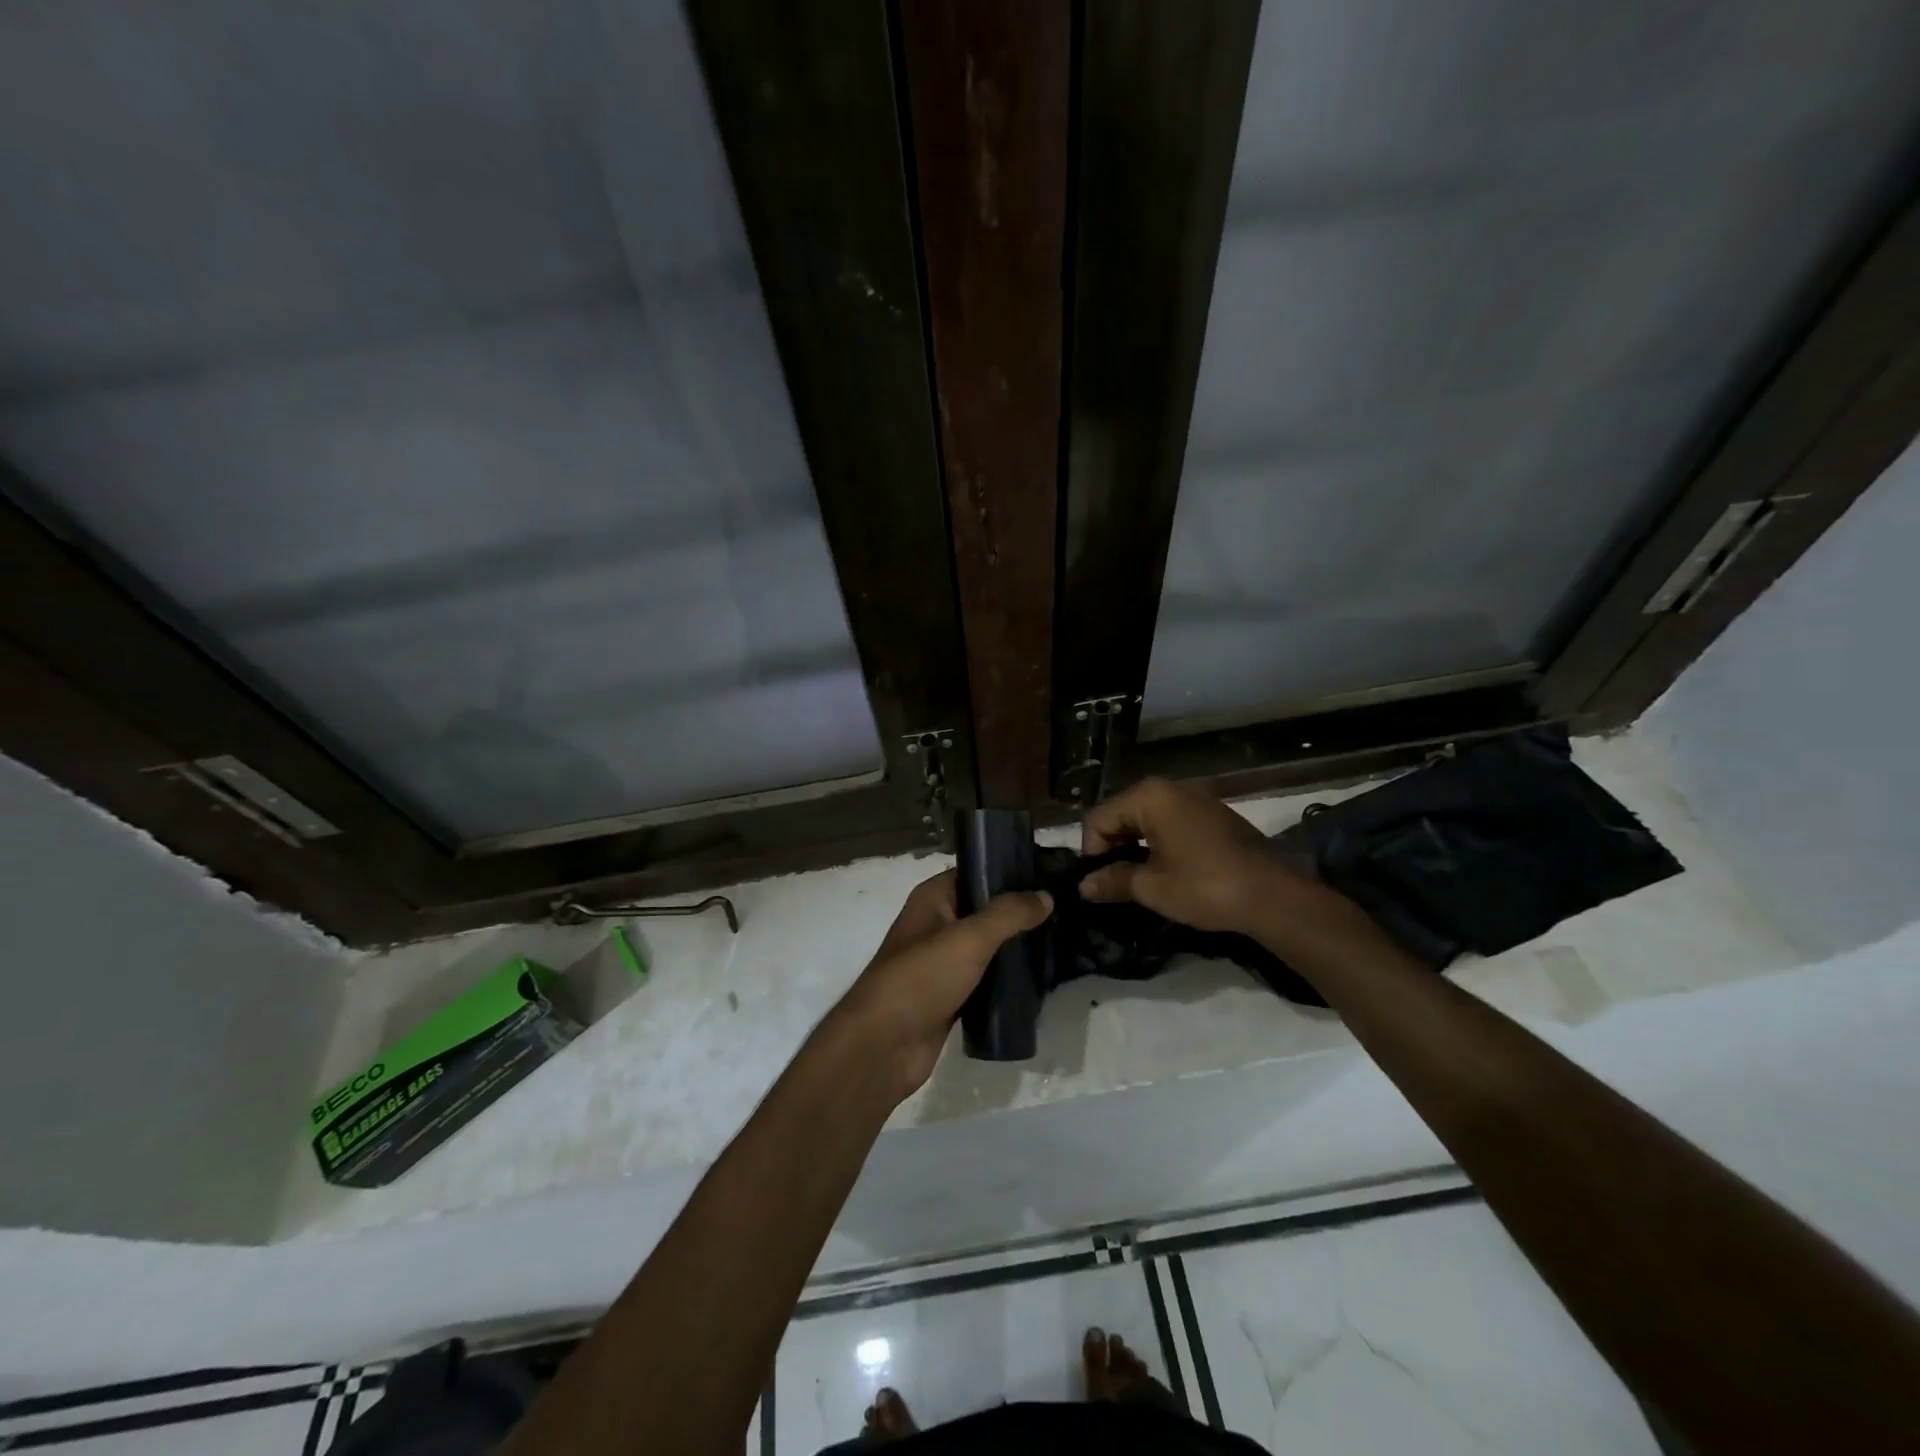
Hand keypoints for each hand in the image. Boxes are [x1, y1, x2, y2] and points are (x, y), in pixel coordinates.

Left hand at [832, 871, 1051, 1098]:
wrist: (884, 1046)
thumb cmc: (922, 978)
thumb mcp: (969, 938)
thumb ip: (1009, 914)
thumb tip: (1046, 895)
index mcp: (933, 899)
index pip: (976, 872)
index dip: (1009, 871)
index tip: (1050, 874)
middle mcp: (936, 925)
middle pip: (984, 910)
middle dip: (1019, 911)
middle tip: (1064, 910)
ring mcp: (942, 963)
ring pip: (986, 947)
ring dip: (1015, 947)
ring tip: (1059, 941)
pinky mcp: (950, 997)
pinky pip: (985, 980)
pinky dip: (1006, 979)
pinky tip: (1038, 978)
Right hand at [1079, 777, 1288, 934]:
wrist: (1274, 895)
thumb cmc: (1205, 886)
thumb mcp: (1152, 887)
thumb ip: (1113, 880)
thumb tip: (1083, 885)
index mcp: (1149, 796)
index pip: (1098, 818)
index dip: (1091, 852)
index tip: (1098, 883)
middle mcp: (1169, 788)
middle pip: (1121, 813)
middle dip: (1112, 847)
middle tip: (1114, 883)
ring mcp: (1194, 798)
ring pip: (1146, 818)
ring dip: (1135, 846)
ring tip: (1138, 879)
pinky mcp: (1212, 814)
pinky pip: (1170, 822)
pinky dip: (1158, 842)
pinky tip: (1166, 870)